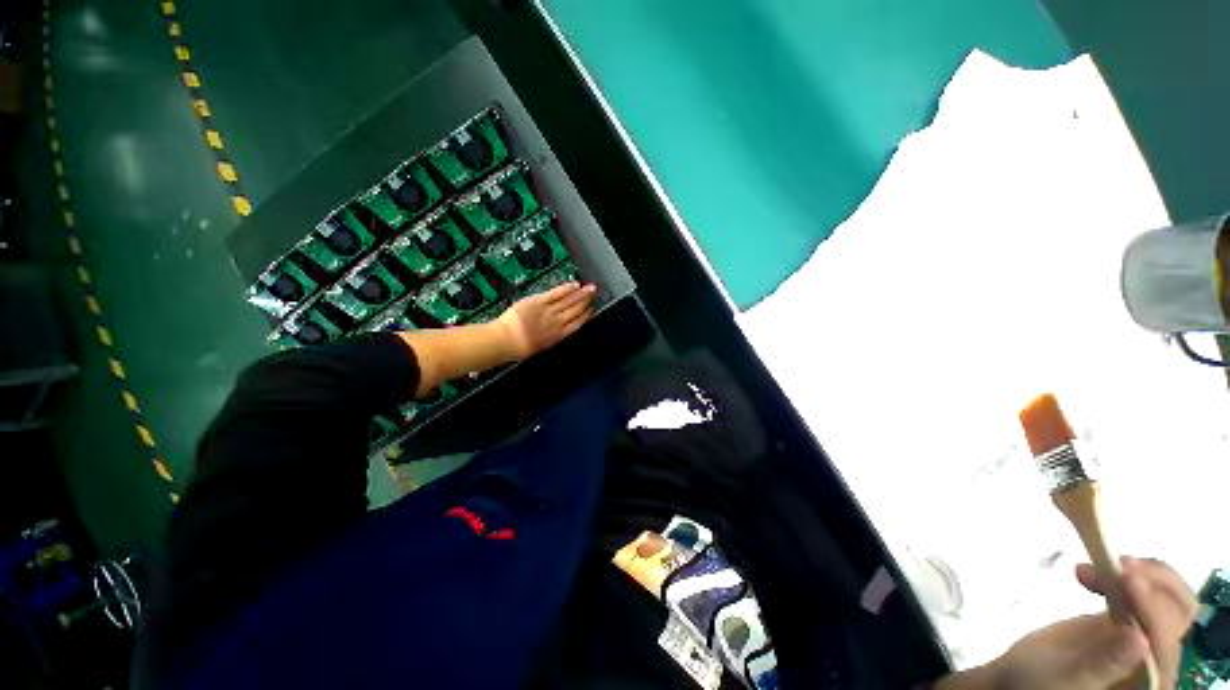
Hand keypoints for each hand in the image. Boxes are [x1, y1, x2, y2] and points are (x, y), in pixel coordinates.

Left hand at [496, 282, 595, 358]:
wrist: (506, 340)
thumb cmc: (519, 347)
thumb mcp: (541, 347)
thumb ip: (551, 337)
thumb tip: (556, 333)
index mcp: (558, 336)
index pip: (577, 323)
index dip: (586, 315)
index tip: (591, 309)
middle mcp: (557, 323)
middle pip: (576, 310)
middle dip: (586, 301)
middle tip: (594, 292)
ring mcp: (549, 311)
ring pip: (569, 301)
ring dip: (581, 293)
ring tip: (589, 287)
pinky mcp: (539, 302)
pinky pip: (556, 293)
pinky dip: (566, 288)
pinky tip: (574, 284)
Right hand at [987, 557, 1196, 689]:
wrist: (1020, 675)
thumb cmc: (1037, 682)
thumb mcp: (1067, 676)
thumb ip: (1104, 662)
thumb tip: (1140, 639)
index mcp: (1150, 682)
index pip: (1164, 639)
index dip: (1151, 606)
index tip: (1124, 576)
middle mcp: (1158, 662)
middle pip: (1178, 614)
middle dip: (1153, 582)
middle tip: (1118, 563)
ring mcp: (1145, 640)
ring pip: (1168, 597)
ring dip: (1140, 573)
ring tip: (1101, 563)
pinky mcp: (1129, 621)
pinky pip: (1146, 593)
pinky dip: (1128, 573)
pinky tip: (1097, 570)